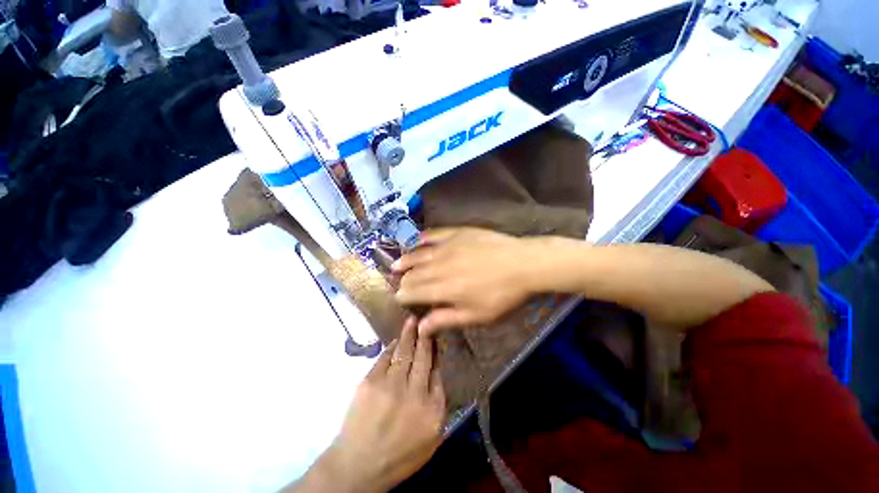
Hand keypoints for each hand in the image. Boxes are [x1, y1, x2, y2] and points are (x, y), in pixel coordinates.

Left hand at [299, 318, 445, 492]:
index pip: (437, 371)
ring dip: (409, 334)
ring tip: (412, 320)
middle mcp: (415, 394)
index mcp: (433, 410)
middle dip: (425, 336)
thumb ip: (437, 404)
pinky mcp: (371, 382)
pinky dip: (391, 347)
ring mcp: (391, 386)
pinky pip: (385, 358)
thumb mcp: (431, 438)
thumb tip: (435, 371)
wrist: (358, 466)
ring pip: (405, 352)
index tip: (436, 338)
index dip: (436, 352)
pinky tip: (395, 341)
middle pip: (423, 357)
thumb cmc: (399, 455)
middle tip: (426, 320)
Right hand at [392, 228, 540, 334]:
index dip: (404, 295)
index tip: (399, 298)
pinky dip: (422, 239)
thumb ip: (446, 319)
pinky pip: (434, 234)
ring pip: (419, 254)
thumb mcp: (476, 315)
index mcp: (444, 289)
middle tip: (399, 283)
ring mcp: (447, 247)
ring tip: (396, 264)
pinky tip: (416, 240)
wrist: (522, 264)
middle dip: (404, 280)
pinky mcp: (457, 233)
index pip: (414, 292)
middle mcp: (440, 266)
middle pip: (414, 273)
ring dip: (406, 260)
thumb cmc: (502, 295)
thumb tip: (421, 328)